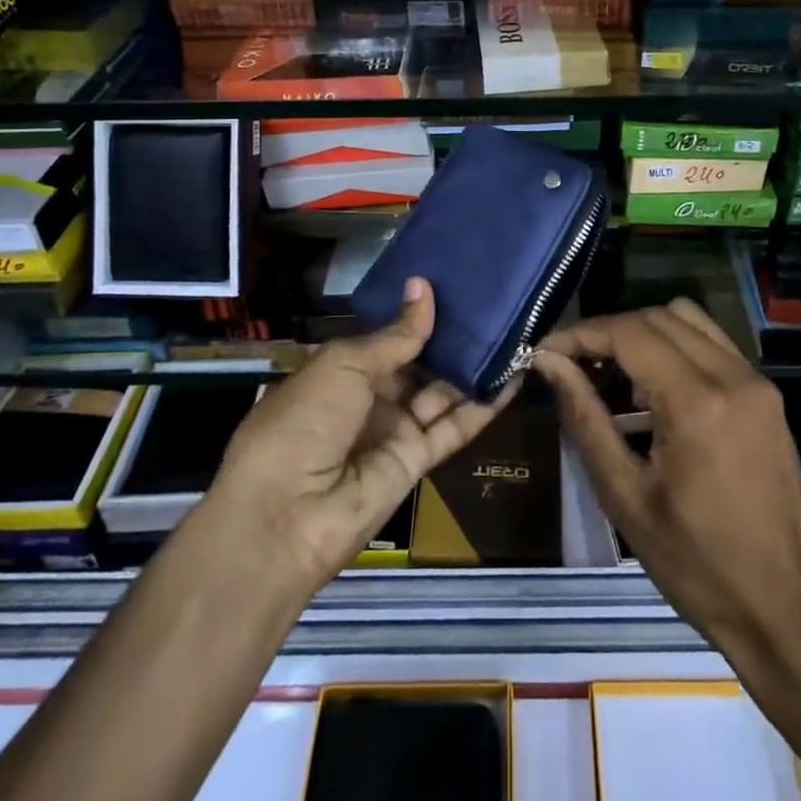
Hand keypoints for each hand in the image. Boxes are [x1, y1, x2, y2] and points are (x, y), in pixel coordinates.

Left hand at [201, 277, 515, 601]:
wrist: (285, 516)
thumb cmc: (304, 421)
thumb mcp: (344, 365)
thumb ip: (395, 335)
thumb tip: (423, 288)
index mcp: (343, 371)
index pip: (390, 337)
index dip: (420, 315)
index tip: (456, 285)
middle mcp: (371, 398)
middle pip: (420, 364)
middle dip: (452, 338)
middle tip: (495, 302)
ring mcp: (395, 430)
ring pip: (443, 392)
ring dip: (475, 367)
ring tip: (514, 331)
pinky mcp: (418, 462)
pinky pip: (455, 427)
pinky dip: (485, 404)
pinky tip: (514, 374)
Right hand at [534, 299, 800, 665]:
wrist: (789, 617)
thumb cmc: (699, 568)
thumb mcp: (626, 497)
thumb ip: (584, 418)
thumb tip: (548, 363)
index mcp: (699, 403)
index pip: (630, 333)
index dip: (582, 334)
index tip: (546, 352)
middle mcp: (733, 376)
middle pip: (658, 316)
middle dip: (609, 332)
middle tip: (573, 365)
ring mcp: (757, 383)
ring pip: (688, 320)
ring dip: (643, 332)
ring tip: (612, 374)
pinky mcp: (768, 397)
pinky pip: (713, 344)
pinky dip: (675, 346)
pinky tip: (653, 389)